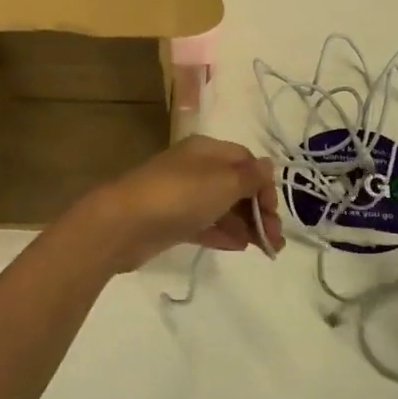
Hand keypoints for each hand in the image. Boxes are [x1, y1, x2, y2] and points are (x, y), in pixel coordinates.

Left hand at [73, 136, 284, 272]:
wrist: (123, 224)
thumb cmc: (180, 195)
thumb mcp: (224, 181)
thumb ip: (250, 176)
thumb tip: (268, 165)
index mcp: (207, 150)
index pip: (246, 161)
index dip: (264, 184)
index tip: (273, 212)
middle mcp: (195, 169)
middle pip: (235, 185)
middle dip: (259, 210)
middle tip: (274, 239)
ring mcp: (181, 196)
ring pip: (221, 207)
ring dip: (245, 225)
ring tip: (265, 249)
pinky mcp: (171, 222)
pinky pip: (204, 224)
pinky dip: (224, 233)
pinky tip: (239, 247)